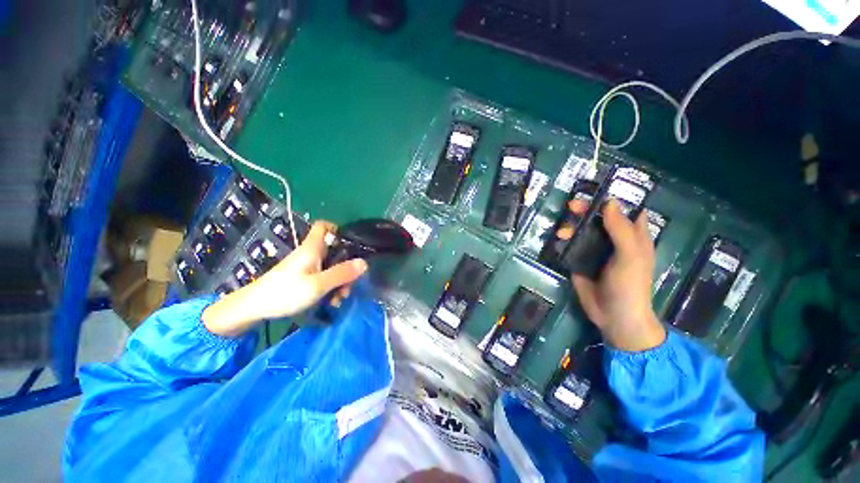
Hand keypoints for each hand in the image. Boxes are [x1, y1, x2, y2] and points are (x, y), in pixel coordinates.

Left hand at [202, 221, 367, 336]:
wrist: (253, 309)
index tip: (351, 244)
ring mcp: (306, 267)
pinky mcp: (302, 278)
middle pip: (334, 250)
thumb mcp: (318, 285)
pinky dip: (329, 287)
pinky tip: (331, 302)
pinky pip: (322, 277)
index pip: (324, 226)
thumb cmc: (285, 293)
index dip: (338, 229)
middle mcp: (310, 254)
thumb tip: (364, 263)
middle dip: (345, 266)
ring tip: (339, 299)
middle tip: (349, 284)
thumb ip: (342, 273)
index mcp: (312, 248)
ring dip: (339, 281)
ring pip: (330, 266)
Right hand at [558, 198, 665, 351]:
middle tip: (571, 206)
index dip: (614, 199)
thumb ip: (620, 230)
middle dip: (585, 210)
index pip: (625, 210)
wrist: (612, 316)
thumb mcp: (630, 256)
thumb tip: (609, 202)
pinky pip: (570, 246)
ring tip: (561, 233)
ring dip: (570, 226)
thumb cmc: (629, 285)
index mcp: (632, 237)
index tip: (596, 191)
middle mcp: (613, 240)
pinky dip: (563, 240)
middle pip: (598, 218)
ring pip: (581, 230)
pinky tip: (556, 240)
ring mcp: (595, 251)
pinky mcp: (579, 261)